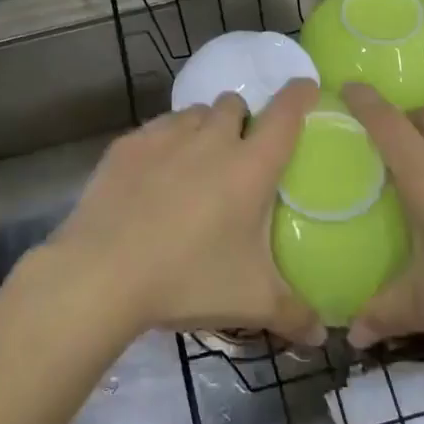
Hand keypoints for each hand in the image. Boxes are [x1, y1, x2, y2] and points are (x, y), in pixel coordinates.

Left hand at [41, 78, 322, 344]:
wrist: (101, 273)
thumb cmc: (187, 279)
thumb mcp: (250, 301)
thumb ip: (294, 313)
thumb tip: (322, 334)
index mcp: (250, 166)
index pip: (285, 114)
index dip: (300, 96)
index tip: (306, 89)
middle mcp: (211, 139)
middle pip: (235, 104)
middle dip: (243, 119)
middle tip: (240, 154)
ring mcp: (165, 136)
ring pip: (195, 112)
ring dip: (205, 126)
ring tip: (197, 161)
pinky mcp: (128, 144)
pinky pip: (158, 127)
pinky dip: (166, 140)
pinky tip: (155, 173)